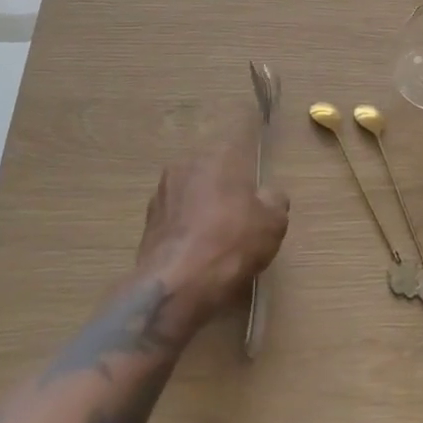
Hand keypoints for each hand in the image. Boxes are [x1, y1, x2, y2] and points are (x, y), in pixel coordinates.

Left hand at [137, 113, 288, 316]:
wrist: (177, 284)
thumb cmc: (232, 242)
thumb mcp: (273, 222)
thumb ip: (274, 199)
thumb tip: (268, 194)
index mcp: (217, 155)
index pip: (237, 138)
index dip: (248, 148)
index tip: (256, 160)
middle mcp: (185, 164)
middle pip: (212, 167)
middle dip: (225, 183)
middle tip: (242, 208)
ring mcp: (162, 193)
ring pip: (191, 192)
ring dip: (203, 205)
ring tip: (219, 234)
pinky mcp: (148, 223)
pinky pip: (176, 218)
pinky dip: (187, 228)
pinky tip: (198, 250)